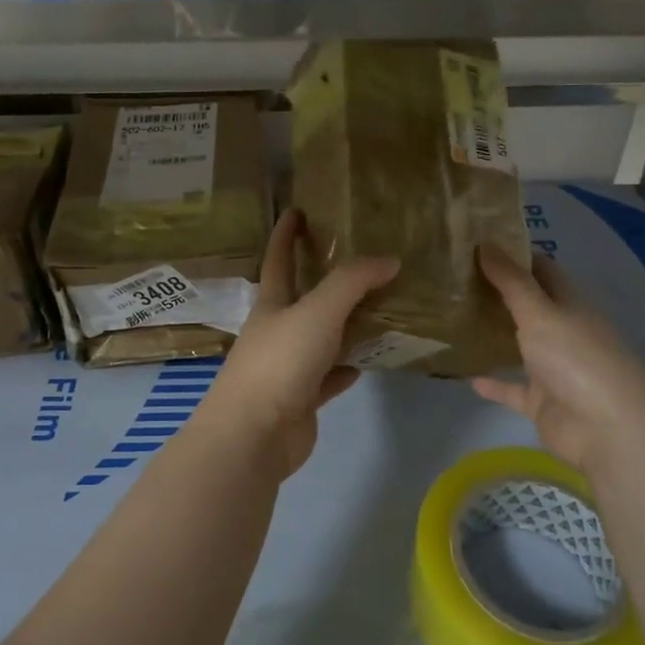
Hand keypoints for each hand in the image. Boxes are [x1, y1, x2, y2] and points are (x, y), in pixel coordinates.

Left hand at [193, 208, 397, 479]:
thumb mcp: (318, 312)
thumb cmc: (280, 362)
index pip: (278, 259)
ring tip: (380, 308)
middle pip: (303, 298)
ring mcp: (288, 367)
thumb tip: (389, 259)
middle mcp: (277, 331)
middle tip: (362, 261)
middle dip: (325, 278)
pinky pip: (330, 376)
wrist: (255, 434)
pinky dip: (347, 367)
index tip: (296, 209)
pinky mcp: (301, 399)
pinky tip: (367, 361)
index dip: (286, 233)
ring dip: (345, 325)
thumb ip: (353, 282)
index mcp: (272, 305)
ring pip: (321, 338)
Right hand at [470, 244, 644, 476]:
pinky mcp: (543, 403)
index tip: (479, 243)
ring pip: (521, 347)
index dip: (515, 255)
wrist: (607, 429)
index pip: (542, 270)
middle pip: (530, 307)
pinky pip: (513, 389)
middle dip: (499, 293)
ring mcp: (554, 369)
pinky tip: (467, 376)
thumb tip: (485, 242)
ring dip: (496, 336)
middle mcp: (564, 332)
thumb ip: (511, 282)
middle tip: (457, 276)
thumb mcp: (540, 312)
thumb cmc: (576, 358)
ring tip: (456, 319)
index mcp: (570, 305)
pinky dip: (494, 383)